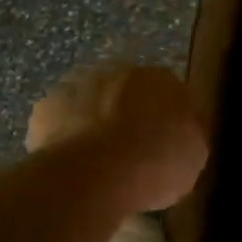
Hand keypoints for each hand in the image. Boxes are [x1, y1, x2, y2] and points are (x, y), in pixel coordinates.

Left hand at [27, 64, 208, 213]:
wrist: (99, 172)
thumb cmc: (158, 162)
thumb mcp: (195, 154)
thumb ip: (187, 133)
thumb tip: (181, 131)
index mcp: (162, 78)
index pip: (167, 91)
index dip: (164, 117)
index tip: (163, 141)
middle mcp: (119, 70)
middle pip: (125, 89)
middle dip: (126, 111)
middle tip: (130, 147)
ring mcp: (79, 84)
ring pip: (90, 99)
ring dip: (94, 118)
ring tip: (97, 157)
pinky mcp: (46, 106)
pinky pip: (59, 120)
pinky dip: (64, 135)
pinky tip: (71, 161)